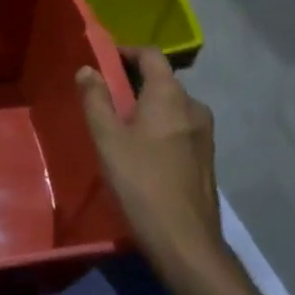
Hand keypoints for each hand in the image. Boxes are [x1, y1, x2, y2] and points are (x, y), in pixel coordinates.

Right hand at [77, 48, 227, 286]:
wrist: (186, 242)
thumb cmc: (142, 182)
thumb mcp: (107, 139)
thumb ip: (95, 100)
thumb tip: (87, 69)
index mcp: (170, 95)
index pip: (151, 55)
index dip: (127, 51)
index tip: (104, 60)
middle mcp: (193, 106)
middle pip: (162, 80)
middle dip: (135, 81)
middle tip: (106, 96)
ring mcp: (204, 134)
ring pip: (172, 106)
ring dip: (148, 107)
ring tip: (121, 125)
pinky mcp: (206, 159)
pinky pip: (180, 128)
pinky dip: (160, 127)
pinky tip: (143, 151)